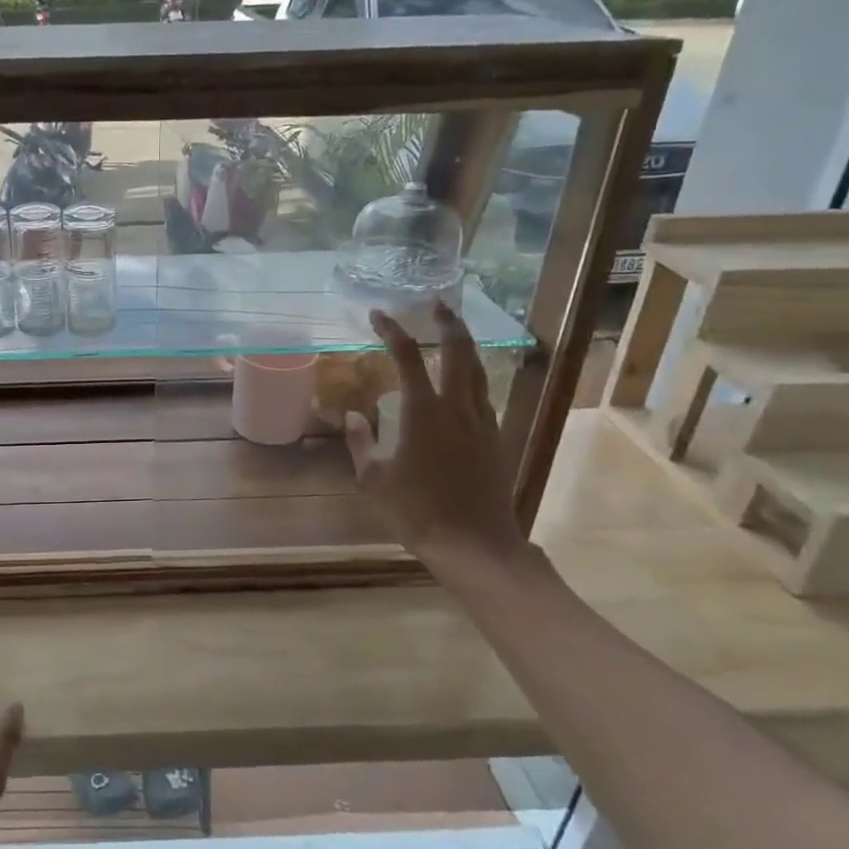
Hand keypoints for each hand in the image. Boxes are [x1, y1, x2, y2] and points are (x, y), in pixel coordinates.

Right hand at [345, 305, 529, 579]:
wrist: (474, 544)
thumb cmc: (416, 512)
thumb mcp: (373, 479)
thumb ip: (361, 442)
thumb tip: (352, 414)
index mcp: (422, 412)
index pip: (407, 357)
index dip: (392, 330)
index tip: (379, 314)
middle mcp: (457, 407)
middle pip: (459, 350)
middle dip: (447, 322)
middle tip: (435, 304)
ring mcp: (482, 421)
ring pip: (478, 369)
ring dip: (465, 345)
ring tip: (453, 332)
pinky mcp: (495, 438)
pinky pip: (484, 393)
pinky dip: (473, 375)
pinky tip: (464, 382)